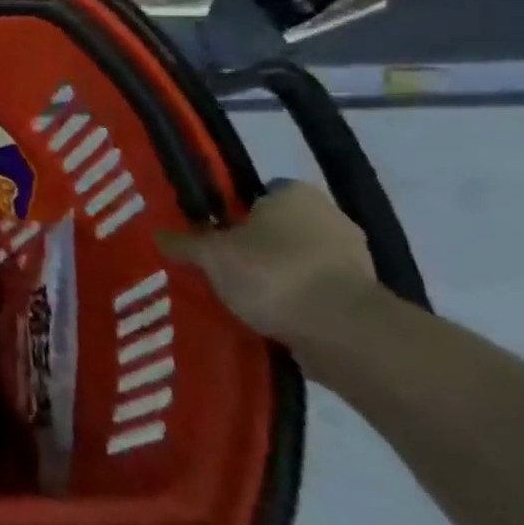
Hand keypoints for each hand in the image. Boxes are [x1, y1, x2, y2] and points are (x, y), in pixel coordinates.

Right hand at [156, 179, 384, 363]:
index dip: (235, 215)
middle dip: (259, 247)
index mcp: (294, 192)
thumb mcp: (212, 256)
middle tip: (227, 269)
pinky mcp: (366, 298)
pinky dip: (302, 304)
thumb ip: (185, 244)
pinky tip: (276, 321)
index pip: (259, 194)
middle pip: (282, 228)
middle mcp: (329, 215)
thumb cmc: (272, 273)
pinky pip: (321, 292)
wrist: (344, 331)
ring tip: (248, 301)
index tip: (217, 237)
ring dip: (282, 277)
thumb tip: (156, 235)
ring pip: (303, 261)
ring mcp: (354, 258)